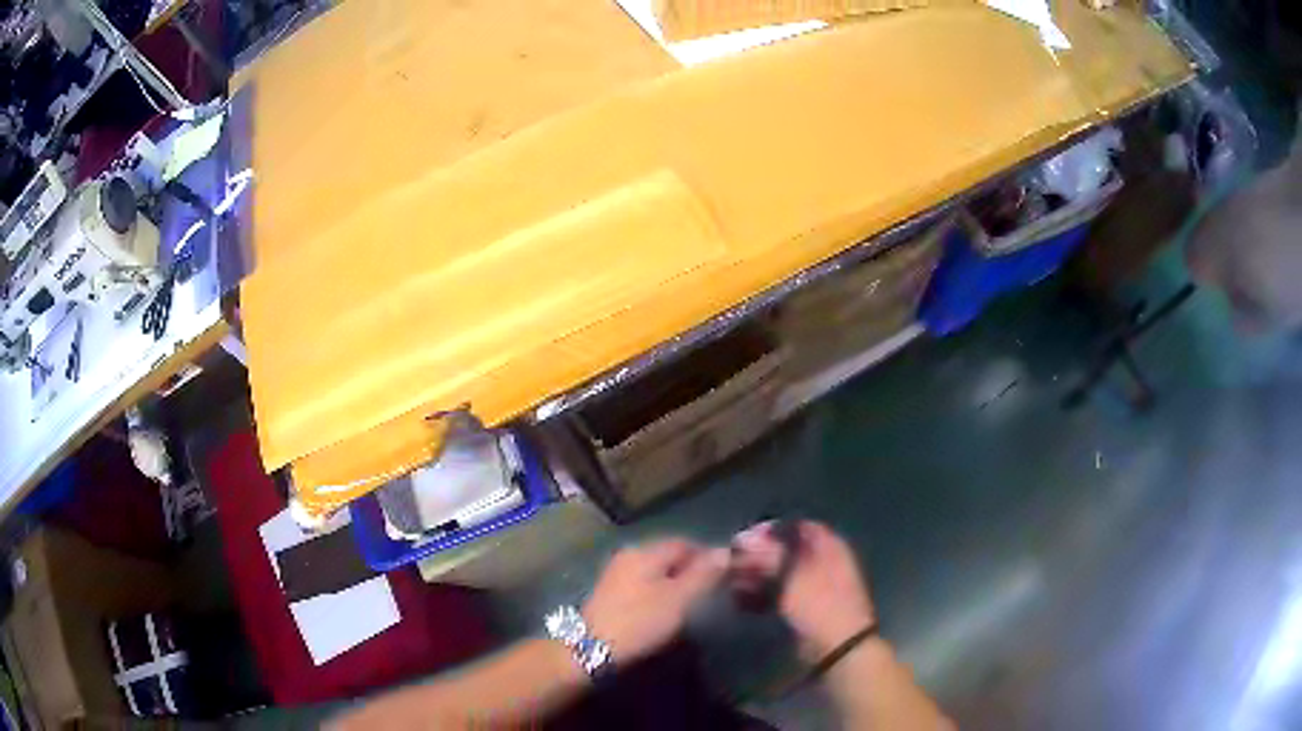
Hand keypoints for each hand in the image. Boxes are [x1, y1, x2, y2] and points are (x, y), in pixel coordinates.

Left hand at [582, 539, 726, 663]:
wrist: (591, 648)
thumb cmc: (640, 621)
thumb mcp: (680, 599)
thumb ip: (704, 574)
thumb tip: (726, 551)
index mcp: (646, 551)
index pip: (685, 543)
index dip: (708, 556)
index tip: (726, 575)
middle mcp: (629, 554)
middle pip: (669, 555)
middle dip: (692, 569)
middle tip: (711, 591)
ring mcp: (616, 573)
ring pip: (656, 571)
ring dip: (675, 582)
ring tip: (692, 604)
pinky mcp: (609, 593)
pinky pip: (643, 584)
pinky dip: (659, 592)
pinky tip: (665, 611)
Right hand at [730, 521, 875, 659]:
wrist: (839, 649)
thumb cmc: (818, 605)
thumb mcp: (791, 576)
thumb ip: (767, 555)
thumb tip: (743, 539)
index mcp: (829, 545)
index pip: (795, 526)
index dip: (768, 531)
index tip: (742, 540)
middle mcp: (825, 561)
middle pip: (786, 551)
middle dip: (758, 557)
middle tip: (732, 564)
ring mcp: (816, 587)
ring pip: (782, 574)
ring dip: (757, 577)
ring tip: (732, 585)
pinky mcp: (807, 609)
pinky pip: (782, 594)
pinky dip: (763, 595)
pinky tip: (742, 602)